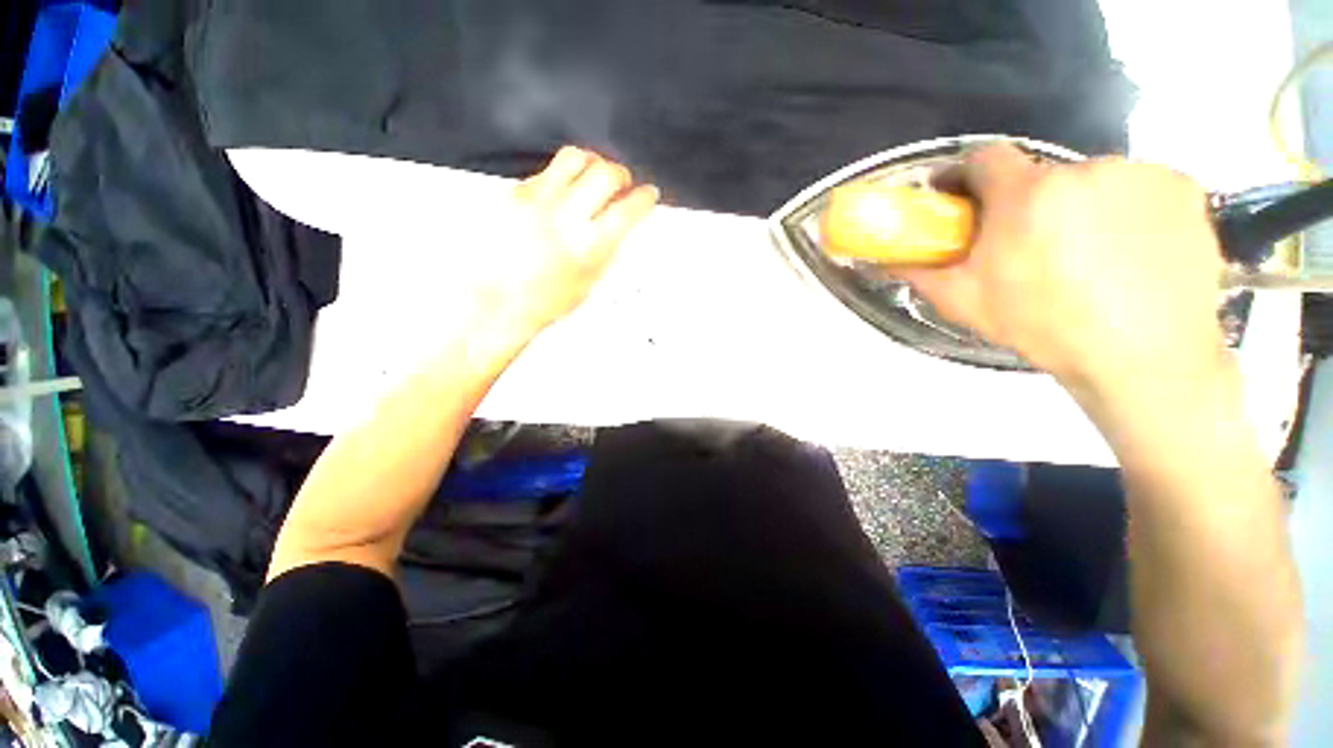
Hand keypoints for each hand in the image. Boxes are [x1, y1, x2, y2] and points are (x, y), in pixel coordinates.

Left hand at [481, 146, 658, 341]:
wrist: (503, 298)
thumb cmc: (547, 298)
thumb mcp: (592, 278)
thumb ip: (610, 245)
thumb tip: (624, 220)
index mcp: (589, 245)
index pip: (628, 209)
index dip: (644, 198)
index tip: (648, 194)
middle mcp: (565, 217)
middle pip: (606, 173)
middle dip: (622, 175)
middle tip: (622, 184)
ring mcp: (539, 200)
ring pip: (576, 157)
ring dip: (594, 163)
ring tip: (594, 177)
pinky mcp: (519, 192)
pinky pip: (549, 169)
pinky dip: (565, 175)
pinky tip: (565, 191)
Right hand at [896, 145, 1226, 403]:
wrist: (1145, 356)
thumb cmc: (1045, 327)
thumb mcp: (965, 304)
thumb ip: (921, 272)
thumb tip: (885, 257)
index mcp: (1026, 196)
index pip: (985, 159)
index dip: (968, 177)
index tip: (964, 200)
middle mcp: (1084, 169)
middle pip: (1040, 177)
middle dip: (1026, 205)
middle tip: (1029, 248)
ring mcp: (1140, 174)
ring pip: (1090, 183)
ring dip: (1077, 208)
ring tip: (1084, 256)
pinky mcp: (1183, 187)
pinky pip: (1137, 189)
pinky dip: (1125, 211)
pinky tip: (1127, 251)